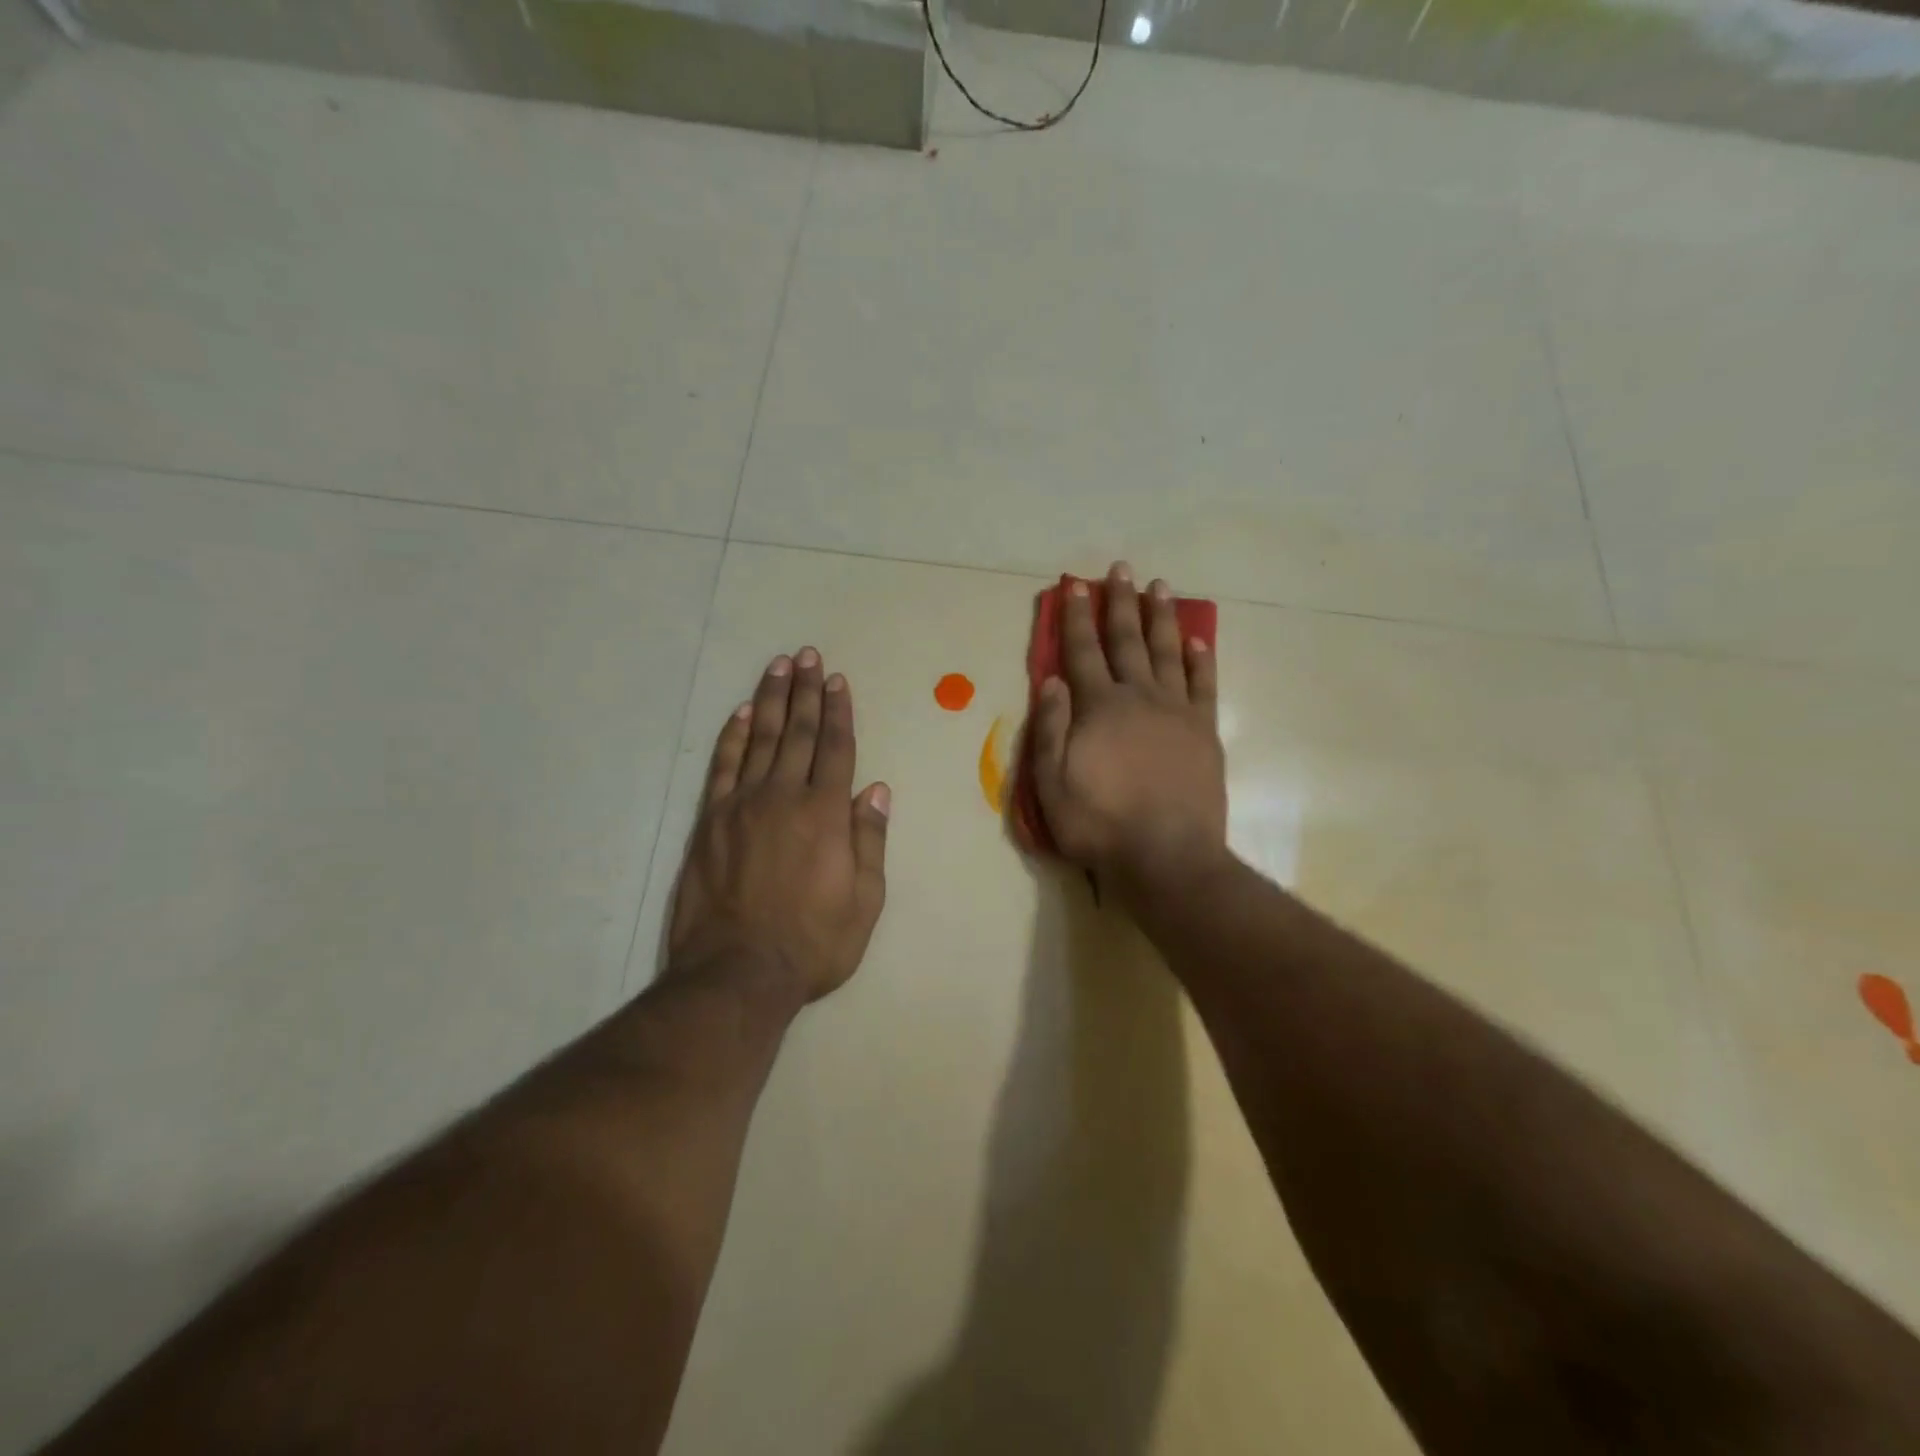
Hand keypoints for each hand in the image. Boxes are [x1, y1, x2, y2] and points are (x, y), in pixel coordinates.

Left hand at [668, 649, 890, 1003]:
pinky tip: (741, 713)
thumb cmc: (813, 943)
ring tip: (777, 667)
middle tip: (807, 656)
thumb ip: (869, 840)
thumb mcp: (864, 901)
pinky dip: (732, 736)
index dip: (839, 712)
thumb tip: (875, 789)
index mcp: (826, 814)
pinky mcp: (711, 821)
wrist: (736, 972)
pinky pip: (723, 766)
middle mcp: (784, 797)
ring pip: (760, 740)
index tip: (837, 681)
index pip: (836, 749)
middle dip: (805, 692)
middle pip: (799, 733)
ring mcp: (742, 805)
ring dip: (771, 701)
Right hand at [1029, 562, 1227, 894]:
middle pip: (1127, 641)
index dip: (1077, 617)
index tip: (1076, 585)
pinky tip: (1198, 639)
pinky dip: (1201, 659)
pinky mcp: (1204, 731)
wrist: (1167, 855)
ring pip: (1168, 652)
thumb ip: (1050, 729)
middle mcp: (1139, 697)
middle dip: (1120, 603)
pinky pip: (1204, 685)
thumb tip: (1052, 680)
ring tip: (1160, 587)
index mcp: (1099, 707)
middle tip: (1121, 569)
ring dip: (1161, 618)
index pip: (1083, 652)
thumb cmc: (1100, 824)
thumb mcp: (1051, 785)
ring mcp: (1177, 711)